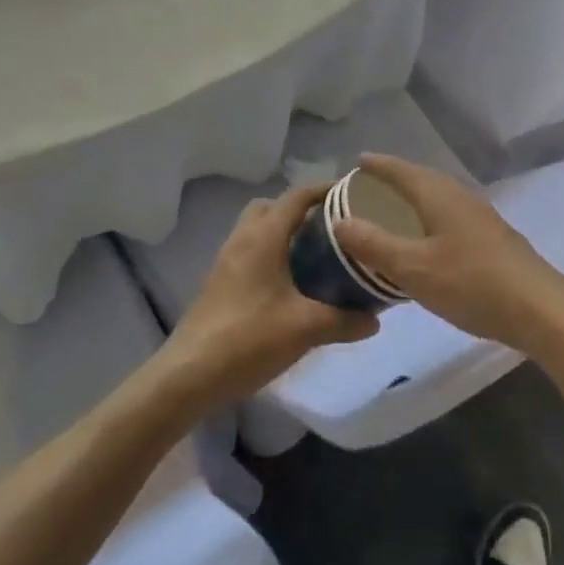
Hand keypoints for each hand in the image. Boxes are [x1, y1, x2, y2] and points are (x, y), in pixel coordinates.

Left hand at [161, 183, 378, 402]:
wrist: (188, 375)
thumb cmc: (248, 338)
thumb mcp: (305, 328)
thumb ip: (344, 320)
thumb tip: (375, 319)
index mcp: (263, 236)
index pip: (297, 196)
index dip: (324, 189)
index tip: (352, 193)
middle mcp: (242, 239)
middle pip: (272, 207)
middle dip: (301, 210)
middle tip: (331, 227)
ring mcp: (226, 261)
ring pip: (258, 230)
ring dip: (284, 233)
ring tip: (316, 255)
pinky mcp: (219, 283)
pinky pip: (250, 252)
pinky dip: (271, 255)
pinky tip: (290, 285)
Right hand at [332, 154, 563, 352]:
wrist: (539, 309)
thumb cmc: (471, 283)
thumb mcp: (413, 268)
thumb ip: (374, 244)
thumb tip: (340, 221)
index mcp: (438, 194)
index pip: (401, 169)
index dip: (377, 165)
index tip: (356, 161)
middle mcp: (460, 196)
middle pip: (421, 179)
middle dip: (394, 180)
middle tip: (367, 189)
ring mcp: (479, 216)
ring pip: (437, 198)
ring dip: (413, 200)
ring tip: (391, 213)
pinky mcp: (491, 238)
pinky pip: (448, 216)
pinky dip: (428, 219)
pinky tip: (425, 242)